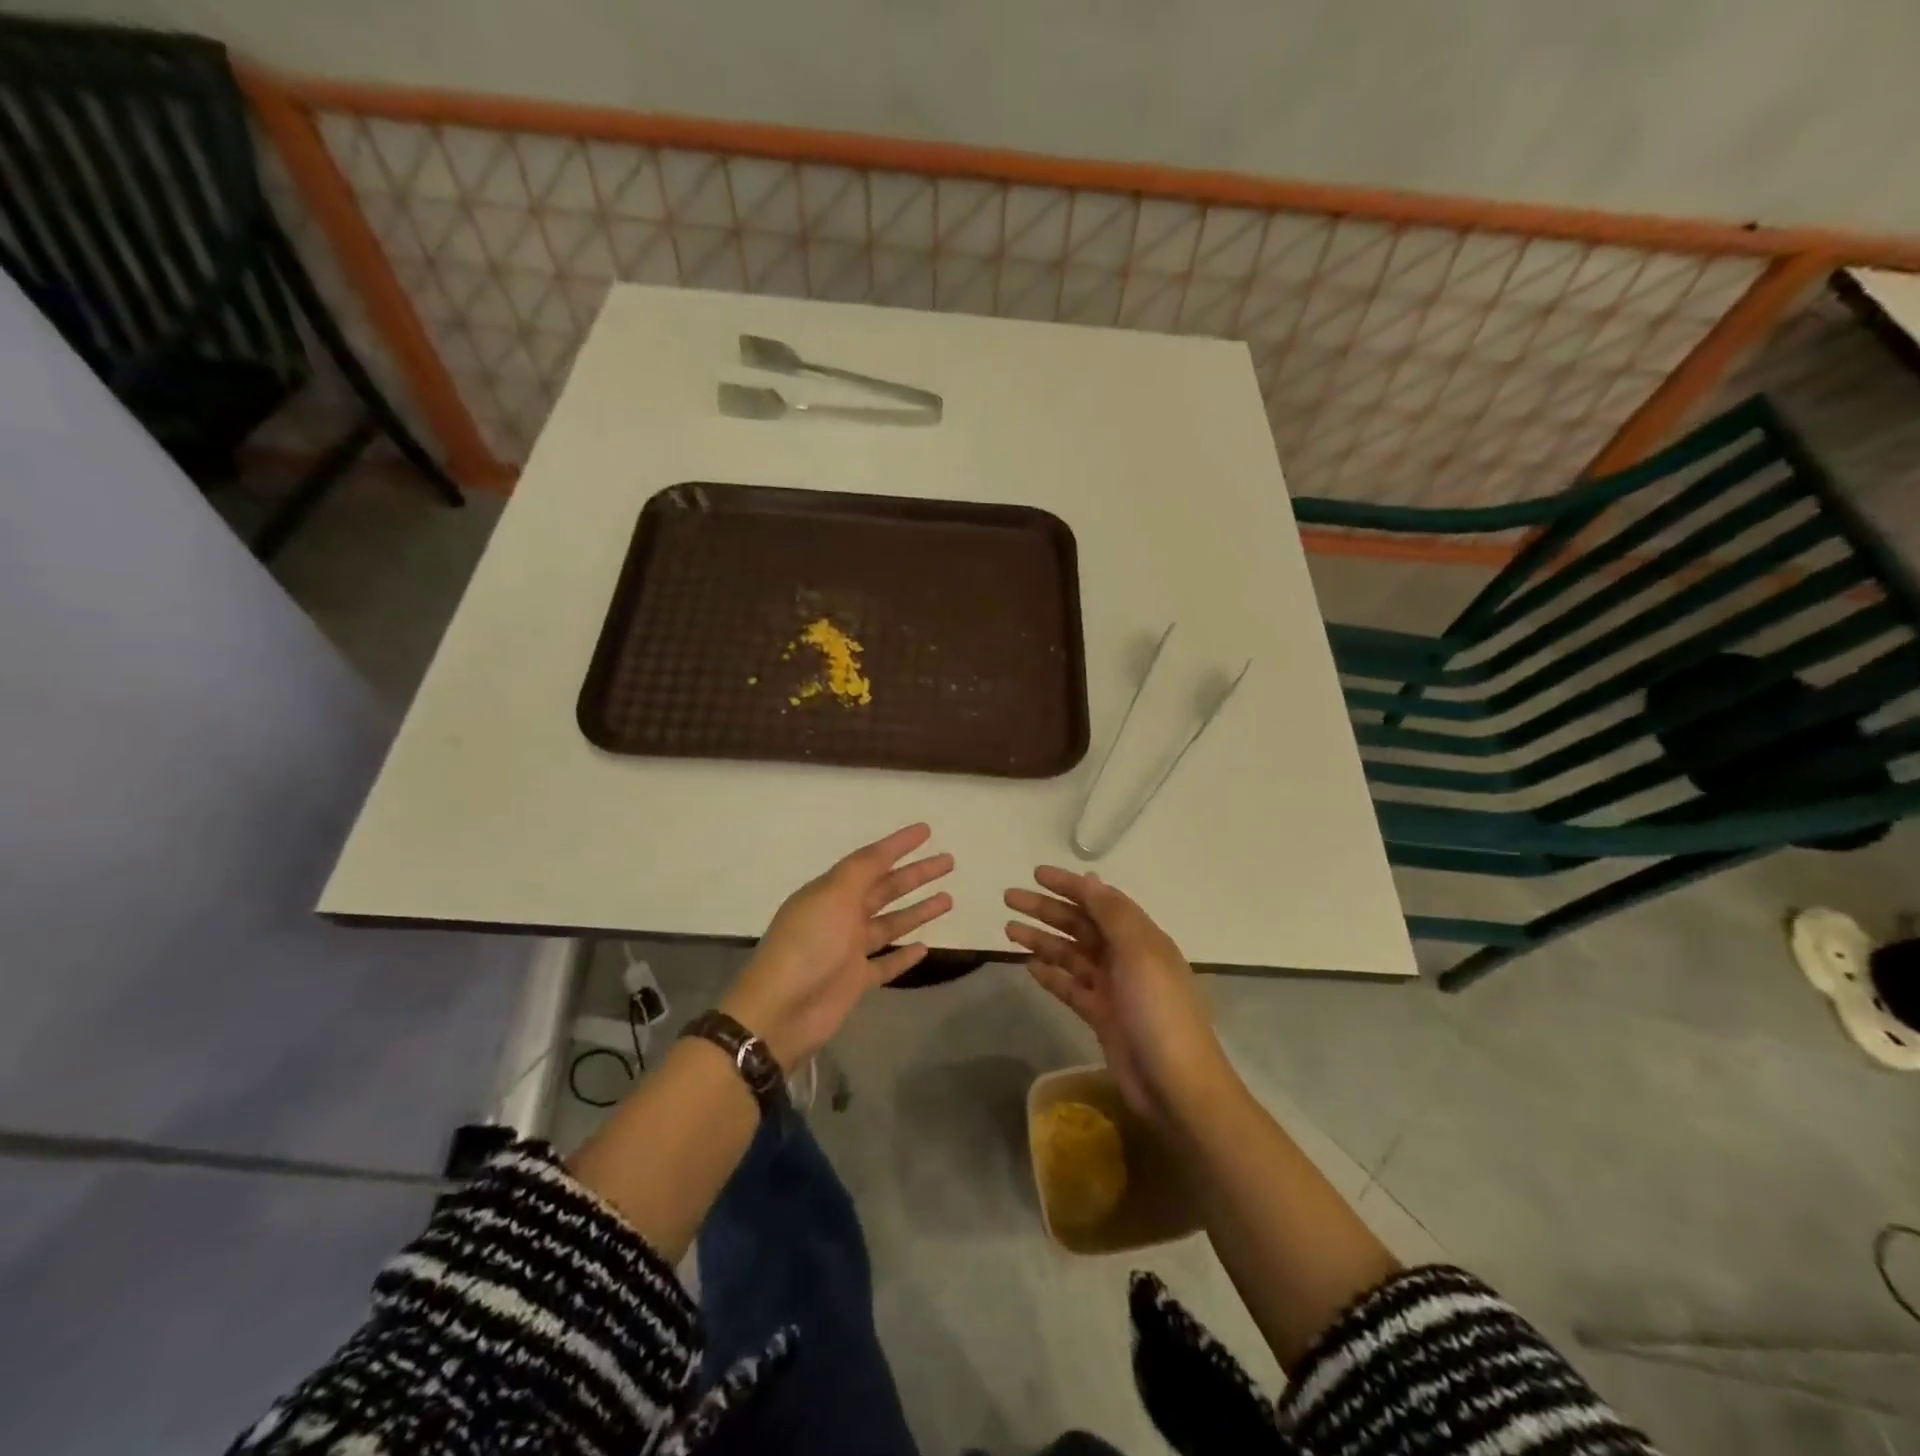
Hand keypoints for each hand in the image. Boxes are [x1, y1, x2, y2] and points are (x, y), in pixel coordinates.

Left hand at [721, 824, 953, 1069]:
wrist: (780, 1010)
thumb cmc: (808, 945)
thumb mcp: (834, 896)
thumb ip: (862, 871)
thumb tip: (884, 850)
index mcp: (831, 892)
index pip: (870, 860)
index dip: (898, 845)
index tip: (926, 831)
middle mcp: (840, 916)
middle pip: (885, 889)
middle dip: (916, 875)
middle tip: (948, 862)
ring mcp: (848, 950)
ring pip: (890, 924)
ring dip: (917, 911)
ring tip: (949, 899)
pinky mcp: (854, 982)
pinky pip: (885, 964)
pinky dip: (904, 956)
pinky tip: (925, 947)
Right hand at [1005, 867, 1231, 1123]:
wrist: (1176, 1085)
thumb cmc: (1159, 1011)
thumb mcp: (1140, 953)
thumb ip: (1113, 915)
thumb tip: (1091, 879)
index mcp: (1140, 937)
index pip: (1099, 900)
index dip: (1069, 885)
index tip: (1036, 874)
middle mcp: (1126, 957)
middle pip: (1080, 925)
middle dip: (1046, 909)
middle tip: (1009, 898)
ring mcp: (1113, 988)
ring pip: (1071, 954)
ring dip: (1042, 939)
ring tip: (1009, 929)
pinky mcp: (1101, 1016)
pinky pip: (1070, 987)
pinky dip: (1051, 975)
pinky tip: (1029, 966)